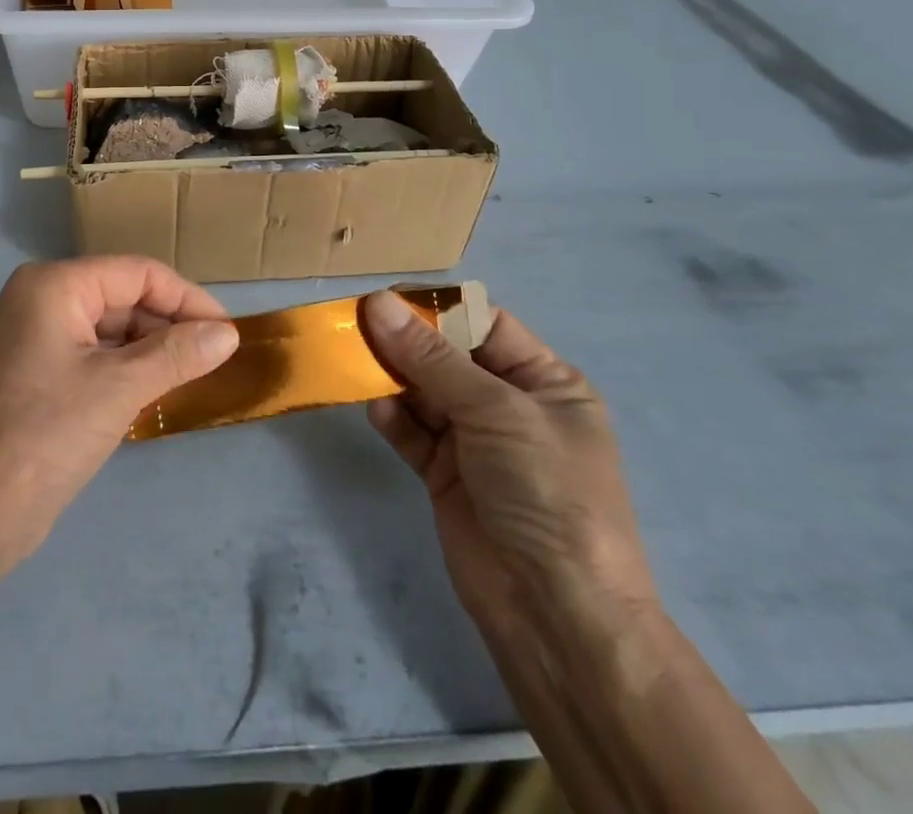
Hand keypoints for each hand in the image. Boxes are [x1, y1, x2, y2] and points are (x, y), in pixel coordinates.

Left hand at [0, 257, 237, 584]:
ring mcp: (37, 336)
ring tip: (196, 375)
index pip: (137, 273)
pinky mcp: (39, 371)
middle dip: (170, 324)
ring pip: (112, 327)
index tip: (228, 333)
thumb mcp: (119, 388)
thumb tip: (229, 334)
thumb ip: (177, 354)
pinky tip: (159, 389)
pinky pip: (96, 354)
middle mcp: (42, 299)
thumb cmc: (45, 435)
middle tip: (217, 358)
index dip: (187, 298)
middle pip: (124, 296)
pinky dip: (129, 367)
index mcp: (54, 285)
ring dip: (152, 348)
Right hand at [362, 291, 656, 639]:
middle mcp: (509, 405)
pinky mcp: (445, 475)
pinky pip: (413, 433)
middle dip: (406, 341)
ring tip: (355, 361)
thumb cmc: (546, 492)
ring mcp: (475, 442)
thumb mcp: (495, 411)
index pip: (484, 324)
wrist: (557, 614)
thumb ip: (431, 356)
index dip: (437, 309)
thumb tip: (377, 302)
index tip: (385, 298)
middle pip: (447, 356)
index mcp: (544, 381)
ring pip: (424, 392)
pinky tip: (377, 411)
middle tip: (355, 325)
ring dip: (392, 377)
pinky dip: (394, 419)